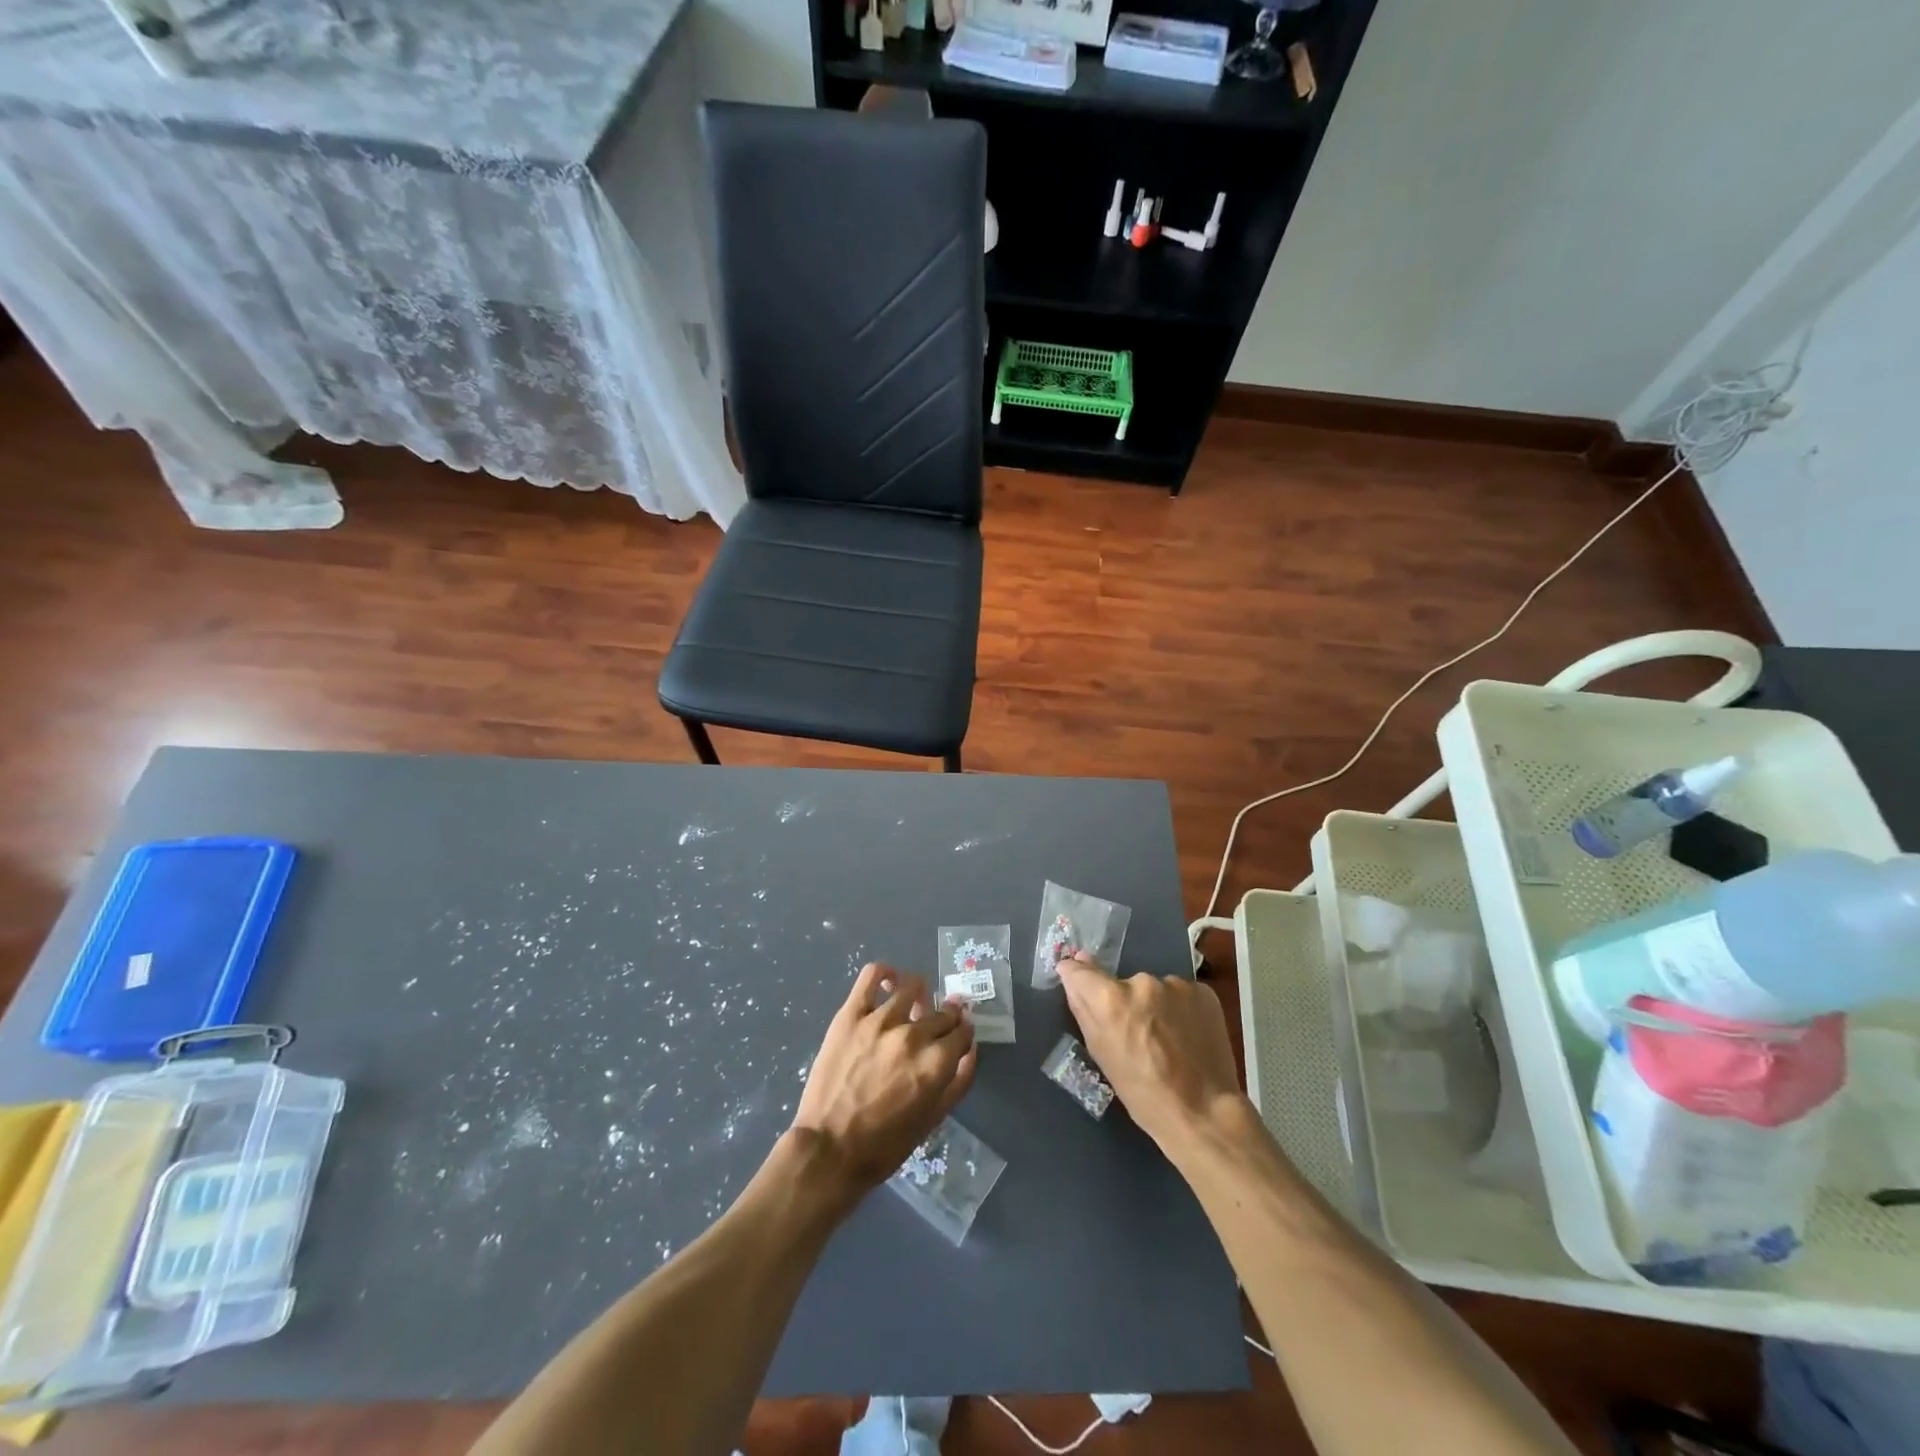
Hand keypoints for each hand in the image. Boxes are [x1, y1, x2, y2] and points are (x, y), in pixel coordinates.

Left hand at [789, 962, 977, 1196]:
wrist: (829, 1149)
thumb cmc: (885, 1144)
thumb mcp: (933, 1120)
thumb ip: (959, 1080)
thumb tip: (971, 1047)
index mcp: (936, 1063)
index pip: (962, 1030)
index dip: (962, 1032)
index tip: (957, 1035)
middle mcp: (912, 1035)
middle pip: (941, 1012)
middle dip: (945, 1017)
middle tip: (936, 1025)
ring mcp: (880, 1020)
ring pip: (912, 987)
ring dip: (920, 995)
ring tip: (913, 1006)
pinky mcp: (851, 1014)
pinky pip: (872, 976)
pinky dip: (885, 972)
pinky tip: (890, 980)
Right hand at [1055, 951, 1245, 1149]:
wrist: (1204, 1113)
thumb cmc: (1143, 1093)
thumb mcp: (1101, 1054)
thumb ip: (1083, 1008)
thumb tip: (1071, 969)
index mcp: (1110, 999)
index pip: (1080, 971)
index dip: (1078, 977)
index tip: (1081, 987)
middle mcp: (1141, 982)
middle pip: (1122, 983)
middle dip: (1125, 1001)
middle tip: (1139, 1034)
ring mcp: (1176, 984)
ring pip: (1154, 989)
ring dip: (1155, 1005)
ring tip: (1169, 1039)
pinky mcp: (1203, 991)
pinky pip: (1181, 994)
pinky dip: (1180, 1009)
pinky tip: (1189, 1035)